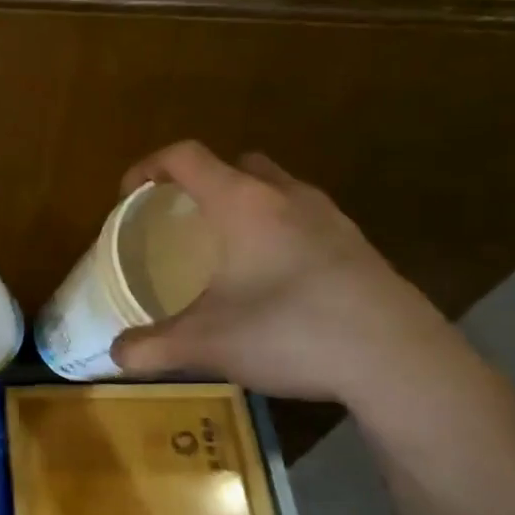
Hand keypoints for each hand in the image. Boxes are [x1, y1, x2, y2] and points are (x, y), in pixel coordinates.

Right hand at [111, 142, 481, 409]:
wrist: (397, 359)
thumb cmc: (290, 332)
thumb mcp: (208, 344)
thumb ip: (153, 347)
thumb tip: (117, 354)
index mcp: (242, 202)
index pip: (186, 156)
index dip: (149, 167)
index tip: (129, 196)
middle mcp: (285, 195)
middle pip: (235, 164)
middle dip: (202, 183)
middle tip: (183, 222)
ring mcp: (329, 217)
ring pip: (276, 189)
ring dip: (246, 205)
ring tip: (228, 250)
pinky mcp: (357, 244)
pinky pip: (305, 218)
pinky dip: (280, 231)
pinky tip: (276, 280)